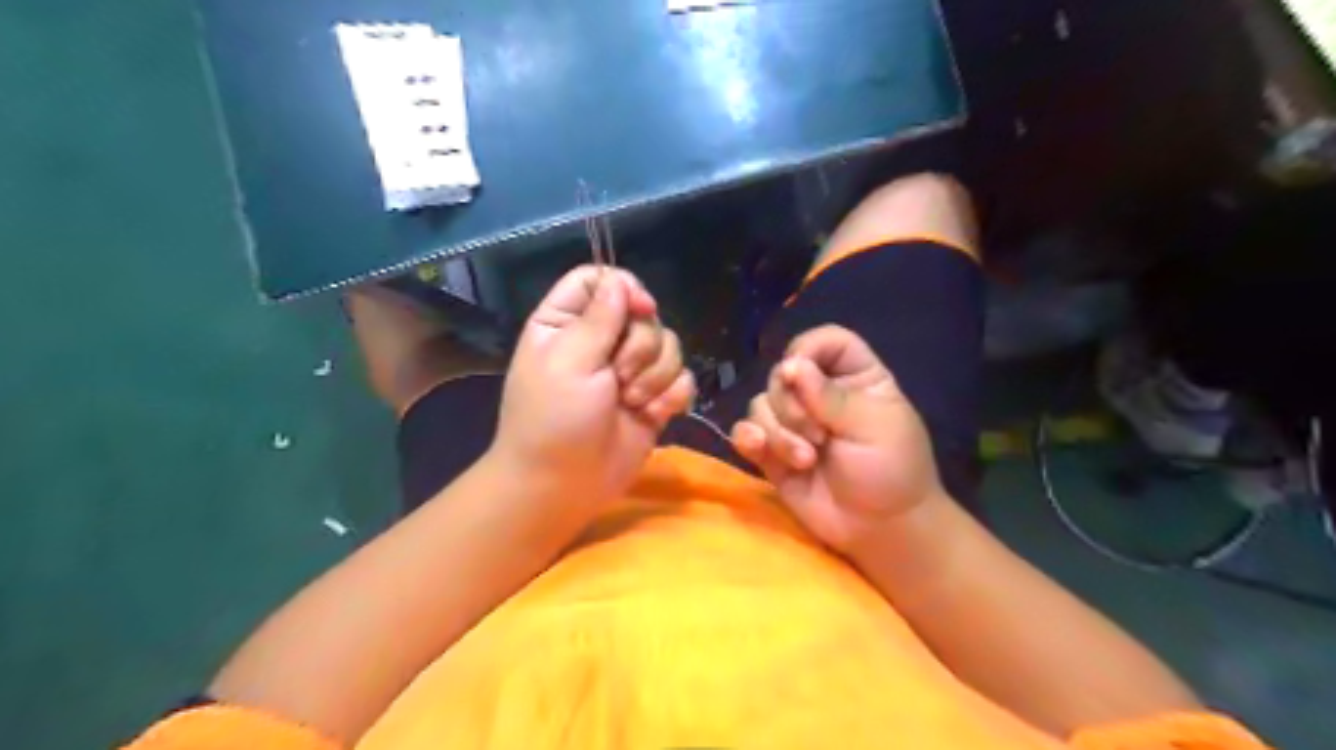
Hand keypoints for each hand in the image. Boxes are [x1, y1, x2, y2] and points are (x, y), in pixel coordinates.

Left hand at [491, 263, 698, 513]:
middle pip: (643, 313)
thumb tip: (622, 283)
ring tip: (631, 403)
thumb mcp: (569, 361)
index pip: (600, 279)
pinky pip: (682, 378)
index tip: (639, 310)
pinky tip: (654, 415)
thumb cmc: (554, 420)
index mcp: (566, 322)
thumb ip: (599, 317)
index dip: (625, 288)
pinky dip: (673, 396)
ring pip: (669, 345)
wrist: (564, 485)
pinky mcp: (653, 398)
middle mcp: (600, 340)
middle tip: (617, 378)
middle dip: (640, 347)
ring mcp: (630, 370)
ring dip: (655, 376)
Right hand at [730, 325, 935, 553]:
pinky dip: (748, 438)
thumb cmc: (892, 471)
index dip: (808, 350)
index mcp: (855, 377)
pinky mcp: (773, 451)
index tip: (801, 374)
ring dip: (779, 432)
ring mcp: (794, 423)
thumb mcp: (873, 427)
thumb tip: (791, 365)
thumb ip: (831, 396)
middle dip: (792, 405)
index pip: (825, 342)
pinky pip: (746, 433)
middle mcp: (820, 394)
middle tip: (818, 436)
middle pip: (783, 373)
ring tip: (806, 460)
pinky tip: (759, 450)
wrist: (881, 529)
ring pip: (760, 404)